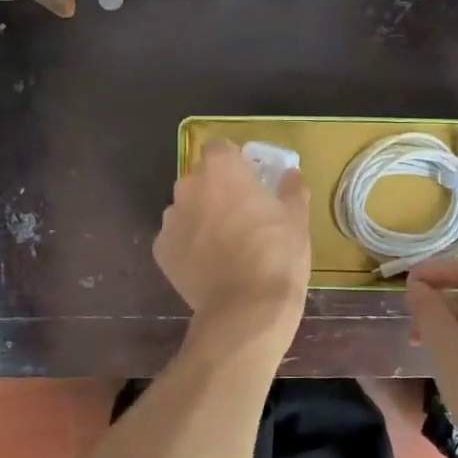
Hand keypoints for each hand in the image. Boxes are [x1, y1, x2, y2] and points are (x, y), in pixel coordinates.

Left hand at [155, 140, 310, 340]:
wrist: (245, 309)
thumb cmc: (276, 255)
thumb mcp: (297, 219)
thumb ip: (292, 189)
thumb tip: (292, 175)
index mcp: (220, 170)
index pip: (220, 148)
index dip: (235, 162)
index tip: (250, 181)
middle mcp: (188, 187)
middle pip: (201, 179)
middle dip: (217, 190)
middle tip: (241, 215)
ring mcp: (170, 220)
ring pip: (186, 209)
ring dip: (201, 217)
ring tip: (225, 245)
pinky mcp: (161, 251)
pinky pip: (176, 238)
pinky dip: (189, 246)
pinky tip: (209, 266)